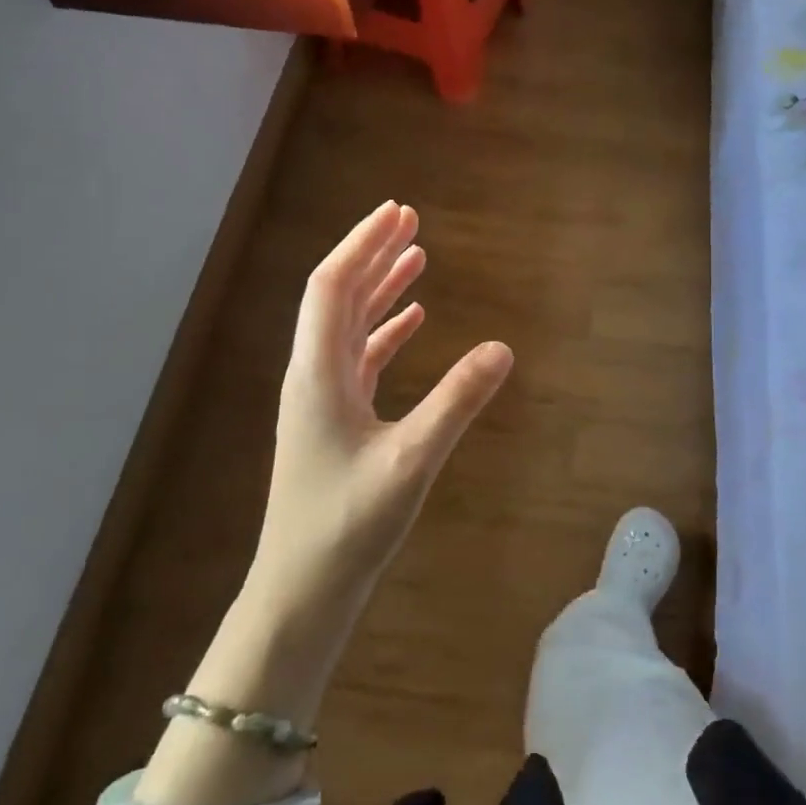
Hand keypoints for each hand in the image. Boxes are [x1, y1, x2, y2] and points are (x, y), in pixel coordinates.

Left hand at [247, 201, 512, 638]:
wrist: (301, 592)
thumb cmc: (347, 527)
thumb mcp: (410, 461)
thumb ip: (457, 401)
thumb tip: (503, 348)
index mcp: (317, 373)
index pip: (332, 286)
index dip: (363, 244)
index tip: (398, 212)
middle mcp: (313, 375)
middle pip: (338, 296)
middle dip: (373, 254)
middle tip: (410, 220)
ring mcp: (322, 399)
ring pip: (350, 326)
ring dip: (380, 289)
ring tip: (416, 258)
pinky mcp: (336, 421)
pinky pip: (361, 358)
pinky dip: (386, 331)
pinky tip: (413, 321)